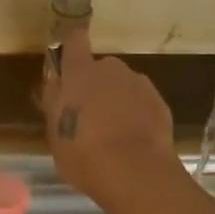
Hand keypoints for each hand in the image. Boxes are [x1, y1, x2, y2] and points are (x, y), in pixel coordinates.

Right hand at [42, 26, 177, 204]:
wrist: (136, 171)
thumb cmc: (84, 153)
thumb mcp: (55, 133)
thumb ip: (55, 103)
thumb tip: (57, 83)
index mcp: (79, 73)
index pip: (74, 42)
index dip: (72, 48)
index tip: (69, 63)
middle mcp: (110, 69)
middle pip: (101, 69)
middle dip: (96, 86)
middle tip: (90, 116)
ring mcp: (139, 83)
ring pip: (123, 86)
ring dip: (118, 100)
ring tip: (115, 133)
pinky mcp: (160, 102)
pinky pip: (142, 103)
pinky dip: (138, 115)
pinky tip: (134, 140)